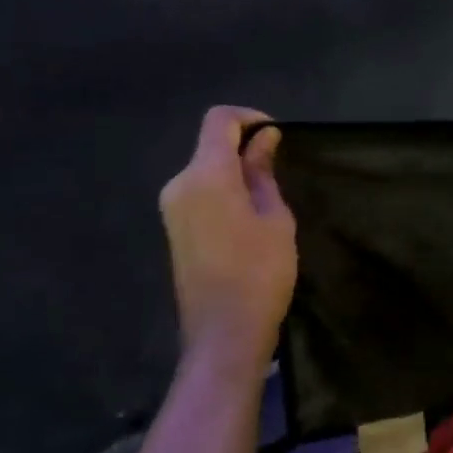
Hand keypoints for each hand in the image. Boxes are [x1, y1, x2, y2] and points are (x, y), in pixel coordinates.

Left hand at [158, 106, 296, 372]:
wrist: (224, 334)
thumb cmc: (260, 272)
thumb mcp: (274, 218)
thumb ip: (263, 173)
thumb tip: (264, 139)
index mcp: (206, 175)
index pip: (219, 121)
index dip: (250, 118)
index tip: (277, 135)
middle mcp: (180, 184)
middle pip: (210, 145)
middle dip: (244, 148)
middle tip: (280, 172)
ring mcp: (172, 209)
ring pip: (205, 170)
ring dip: (234, 172)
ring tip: (268, 199)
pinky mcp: (174, 229)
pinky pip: (199, 193)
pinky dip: (223, 191)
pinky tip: (248, 218)